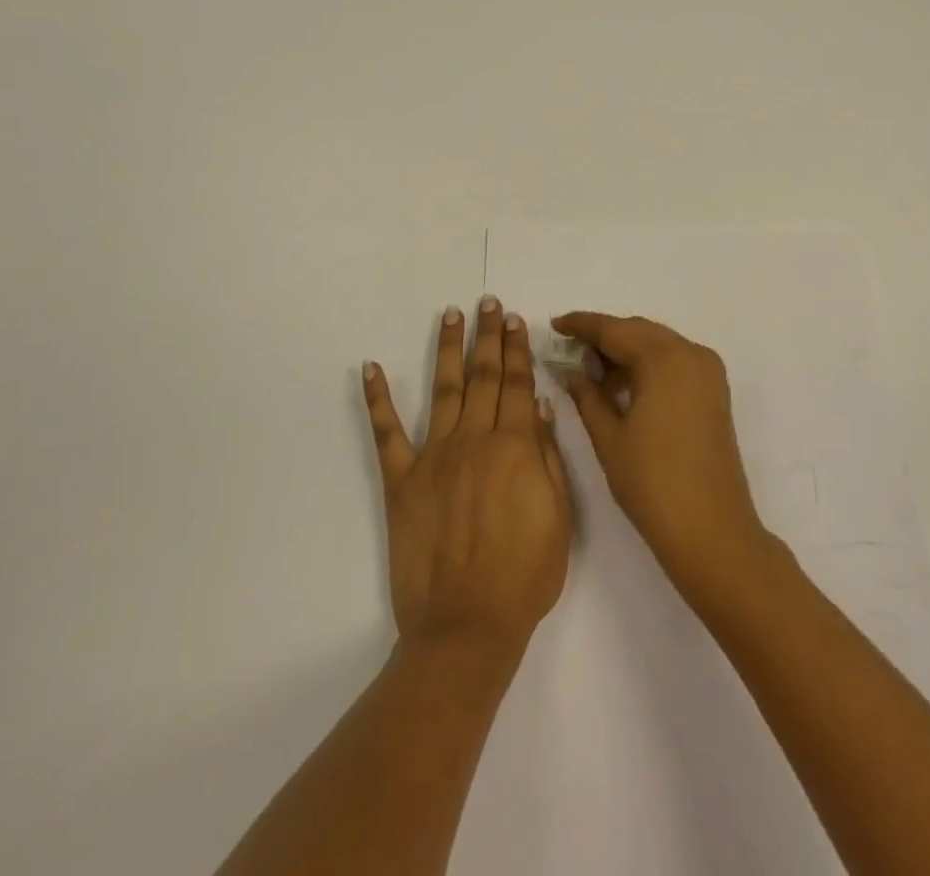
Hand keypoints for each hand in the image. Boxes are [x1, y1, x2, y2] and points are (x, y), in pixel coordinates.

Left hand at [365, 297, 571, 657]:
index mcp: (515, 447)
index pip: (518, 384)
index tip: (515, 319)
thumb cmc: (524, 576)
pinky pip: (386, 433)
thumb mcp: (559, 518)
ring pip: (443, 389)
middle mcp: (474, 440)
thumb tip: (540, 406)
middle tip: (488, 302)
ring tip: (451, 315)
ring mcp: (434, 457)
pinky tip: (371, 368)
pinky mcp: (401, 480)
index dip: (518, 349)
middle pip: (484, 376)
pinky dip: (378, 398)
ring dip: (447, 349)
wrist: (467, 626)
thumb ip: (549, 457)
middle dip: (489, 336)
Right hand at [552, 312, 771, 607]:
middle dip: (604, 337)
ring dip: (626, 351)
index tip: (554, 324)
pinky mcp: (714, 392)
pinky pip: (674, 362)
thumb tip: (570, 371)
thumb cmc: (653, 484)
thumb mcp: (610, 437)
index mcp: (666, 359)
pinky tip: (621, 383)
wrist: (712, 532)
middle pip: (639, 332)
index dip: (582, 325)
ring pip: (658, 345)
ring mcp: (708, 372)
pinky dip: (647, 365)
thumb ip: (587, 396)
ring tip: (590, 369)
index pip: (615, 329)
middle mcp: (692, 354)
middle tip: (569, 349)